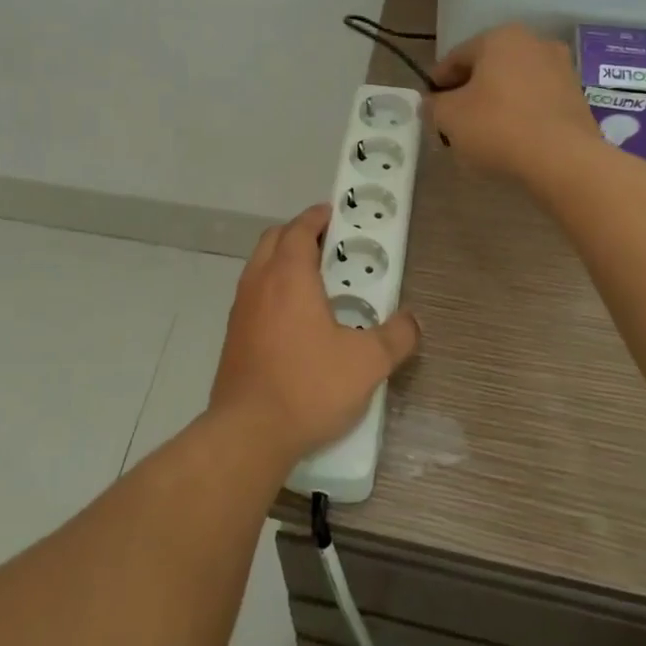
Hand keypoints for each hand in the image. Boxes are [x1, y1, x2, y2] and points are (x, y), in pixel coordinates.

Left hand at [210, 204, 419, 467]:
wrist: (249, 432)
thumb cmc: (309, 386)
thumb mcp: (367, 362)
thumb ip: (396, 336)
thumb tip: (412, 321)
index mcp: (289, 276)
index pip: (299, 230)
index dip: (316, 217)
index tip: (331, 214)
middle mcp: (259, 284)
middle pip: (273, 241)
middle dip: (298, 234)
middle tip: (327, 245)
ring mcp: (241, 310)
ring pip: (259, 267)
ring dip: (282, 261)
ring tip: (313, 280)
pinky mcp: (233, 337)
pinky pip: (253, 296)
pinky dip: (271, 289)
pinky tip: (293, 319)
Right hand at [428, 24, 598, 180]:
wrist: (564, 159)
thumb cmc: (497, 126)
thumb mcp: (448, 117)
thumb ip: (433, 105)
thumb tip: (433, 104)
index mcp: (500, 38)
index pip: (457, 57)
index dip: (438, 82)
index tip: (429, 104)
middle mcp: (535, 43)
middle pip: (488, 68)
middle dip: (470, 91)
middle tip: (453, 120)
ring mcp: (562, 69)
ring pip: (515, 84)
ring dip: (496, 102)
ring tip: (482, 133)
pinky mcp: (577, 98)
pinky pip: (537, 102)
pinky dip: (521, 114)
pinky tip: (511, 139)